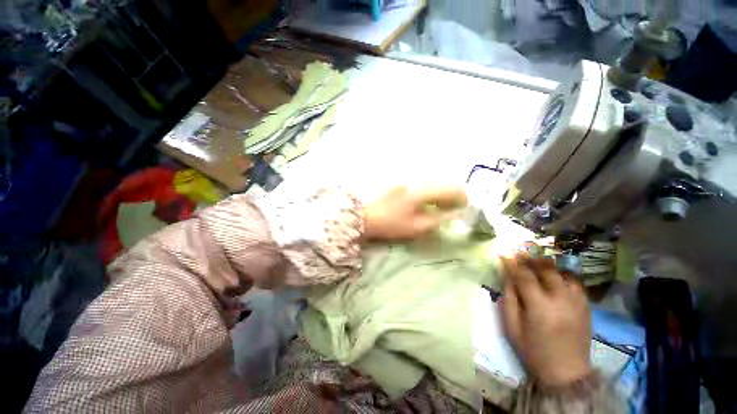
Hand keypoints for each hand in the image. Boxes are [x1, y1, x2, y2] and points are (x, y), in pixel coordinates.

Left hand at [363, 185, 466, 240]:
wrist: (367, 218)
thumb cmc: (392, 225)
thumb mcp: (417, 227)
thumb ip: (439, 220)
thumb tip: (455, 214)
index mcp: (421, 192)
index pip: (449, 189)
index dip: (461, 197)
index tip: (465, 207)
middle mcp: (416, 182)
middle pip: (442, 182)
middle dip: (453, 194)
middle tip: (456, 207)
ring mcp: (408, 181)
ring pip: (433, 182)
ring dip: (442, 192)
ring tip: (444, 205)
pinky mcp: (402, 184)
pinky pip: (423, 185)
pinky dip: (432, 191)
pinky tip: (430, 201)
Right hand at [500, 254, 591, 387]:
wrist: (566, 373)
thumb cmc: (533, 351)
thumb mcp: (512, 327)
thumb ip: (509, 299)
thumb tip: (508, 278)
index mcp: (539, 306)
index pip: (524, 275)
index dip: (512, 263)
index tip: (504, 254)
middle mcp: (561, 299)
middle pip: (546, 269)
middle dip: (530, 258)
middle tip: (520, 253)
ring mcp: (577, 302)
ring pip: (563, 272)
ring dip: (548, 265)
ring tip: (537, 263)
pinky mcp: (586, 307)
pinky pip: (575, 282)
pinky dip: (563, 275)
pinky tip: (555, 277)